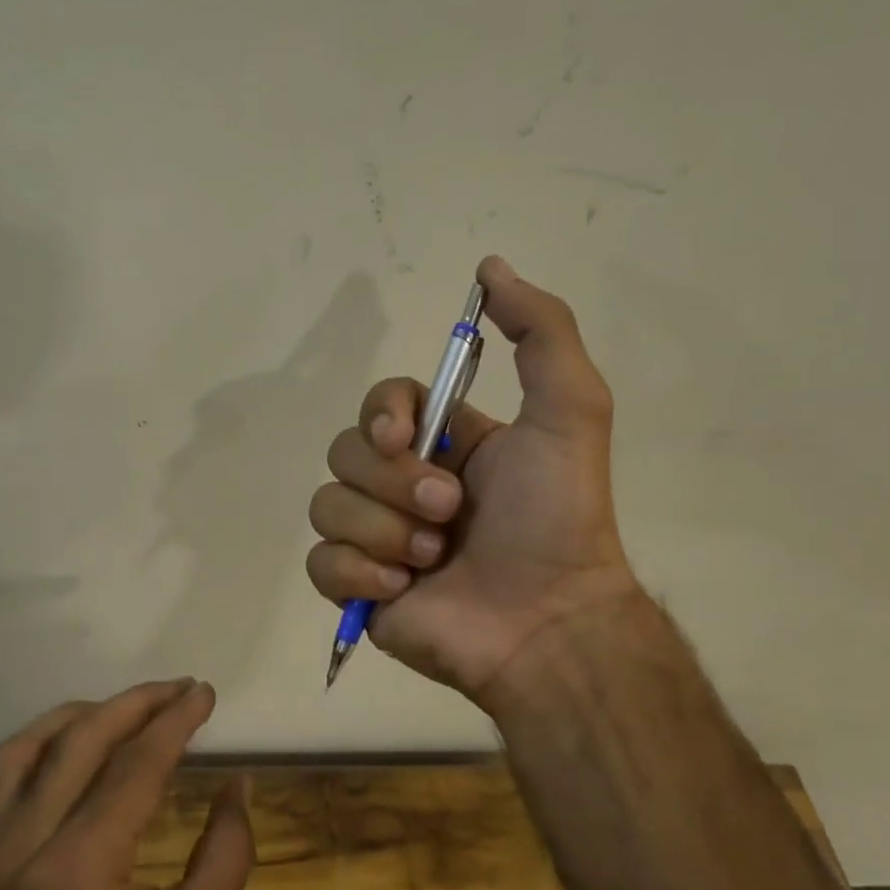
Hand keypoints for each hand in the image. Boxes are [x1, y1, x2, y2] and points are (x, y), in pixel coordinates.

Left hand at [0, 679, 253, 889]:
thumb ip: (228, 848)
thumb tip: (239, 782)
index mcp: (80, 868)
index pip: (135, 766)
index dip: (176, 722)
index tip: (206, 693)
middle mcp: (24, 849)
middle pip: (79, 743)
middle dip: (134, 705)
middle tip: (178, 689)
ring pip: (21, 753)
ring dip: (75, 719)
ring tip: (122, 709)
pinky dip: (26, 758)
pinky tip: (59, 755)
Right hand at [305, 255, 641, 701]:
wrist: (548, 621)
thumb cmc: (558, 517)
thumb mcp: (570, 410)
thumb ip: (541, 331)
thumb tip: (488, 267)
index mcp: (441, 445)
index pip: (378, 404)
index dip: (380, 413)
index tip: (402, 435)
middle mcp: (403, 486)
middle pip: (344, 453)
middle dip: (395, 484)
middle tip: (449, 514)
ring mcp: (377, 538)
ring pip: (326, 506)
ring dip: (383, 530)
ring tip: (434, 558)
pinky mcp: (359, 588)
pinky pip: (320, 563)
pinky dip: (359, 571)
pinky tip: (404, 587)